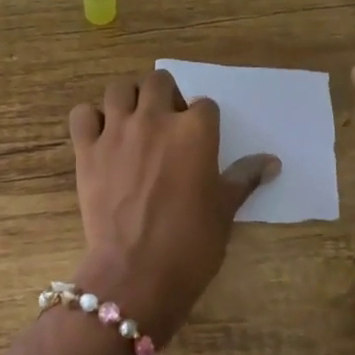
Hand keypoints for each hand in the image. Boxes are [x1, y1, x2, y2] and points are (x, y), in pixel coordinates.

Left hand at [69, 69, 278, 345]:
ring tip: (133, 124)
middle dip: (166, 96)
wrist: (136, 272)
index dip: (203, 122)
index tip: (200, 142)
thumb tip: (272, 162)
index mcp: (195, 130)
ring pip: (119, 89)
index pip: (204, 105)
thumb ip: (245, 177)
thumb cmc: (191, 243)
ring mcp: (116, 131)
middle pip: (159, 81)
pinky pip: (82, 115)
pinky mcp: (86, 150)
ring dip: (128, 100)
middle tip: (166, 124)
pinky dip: (91, 120)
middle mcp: (155, 119)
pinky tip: (100, 137)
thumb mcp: (224, 209)